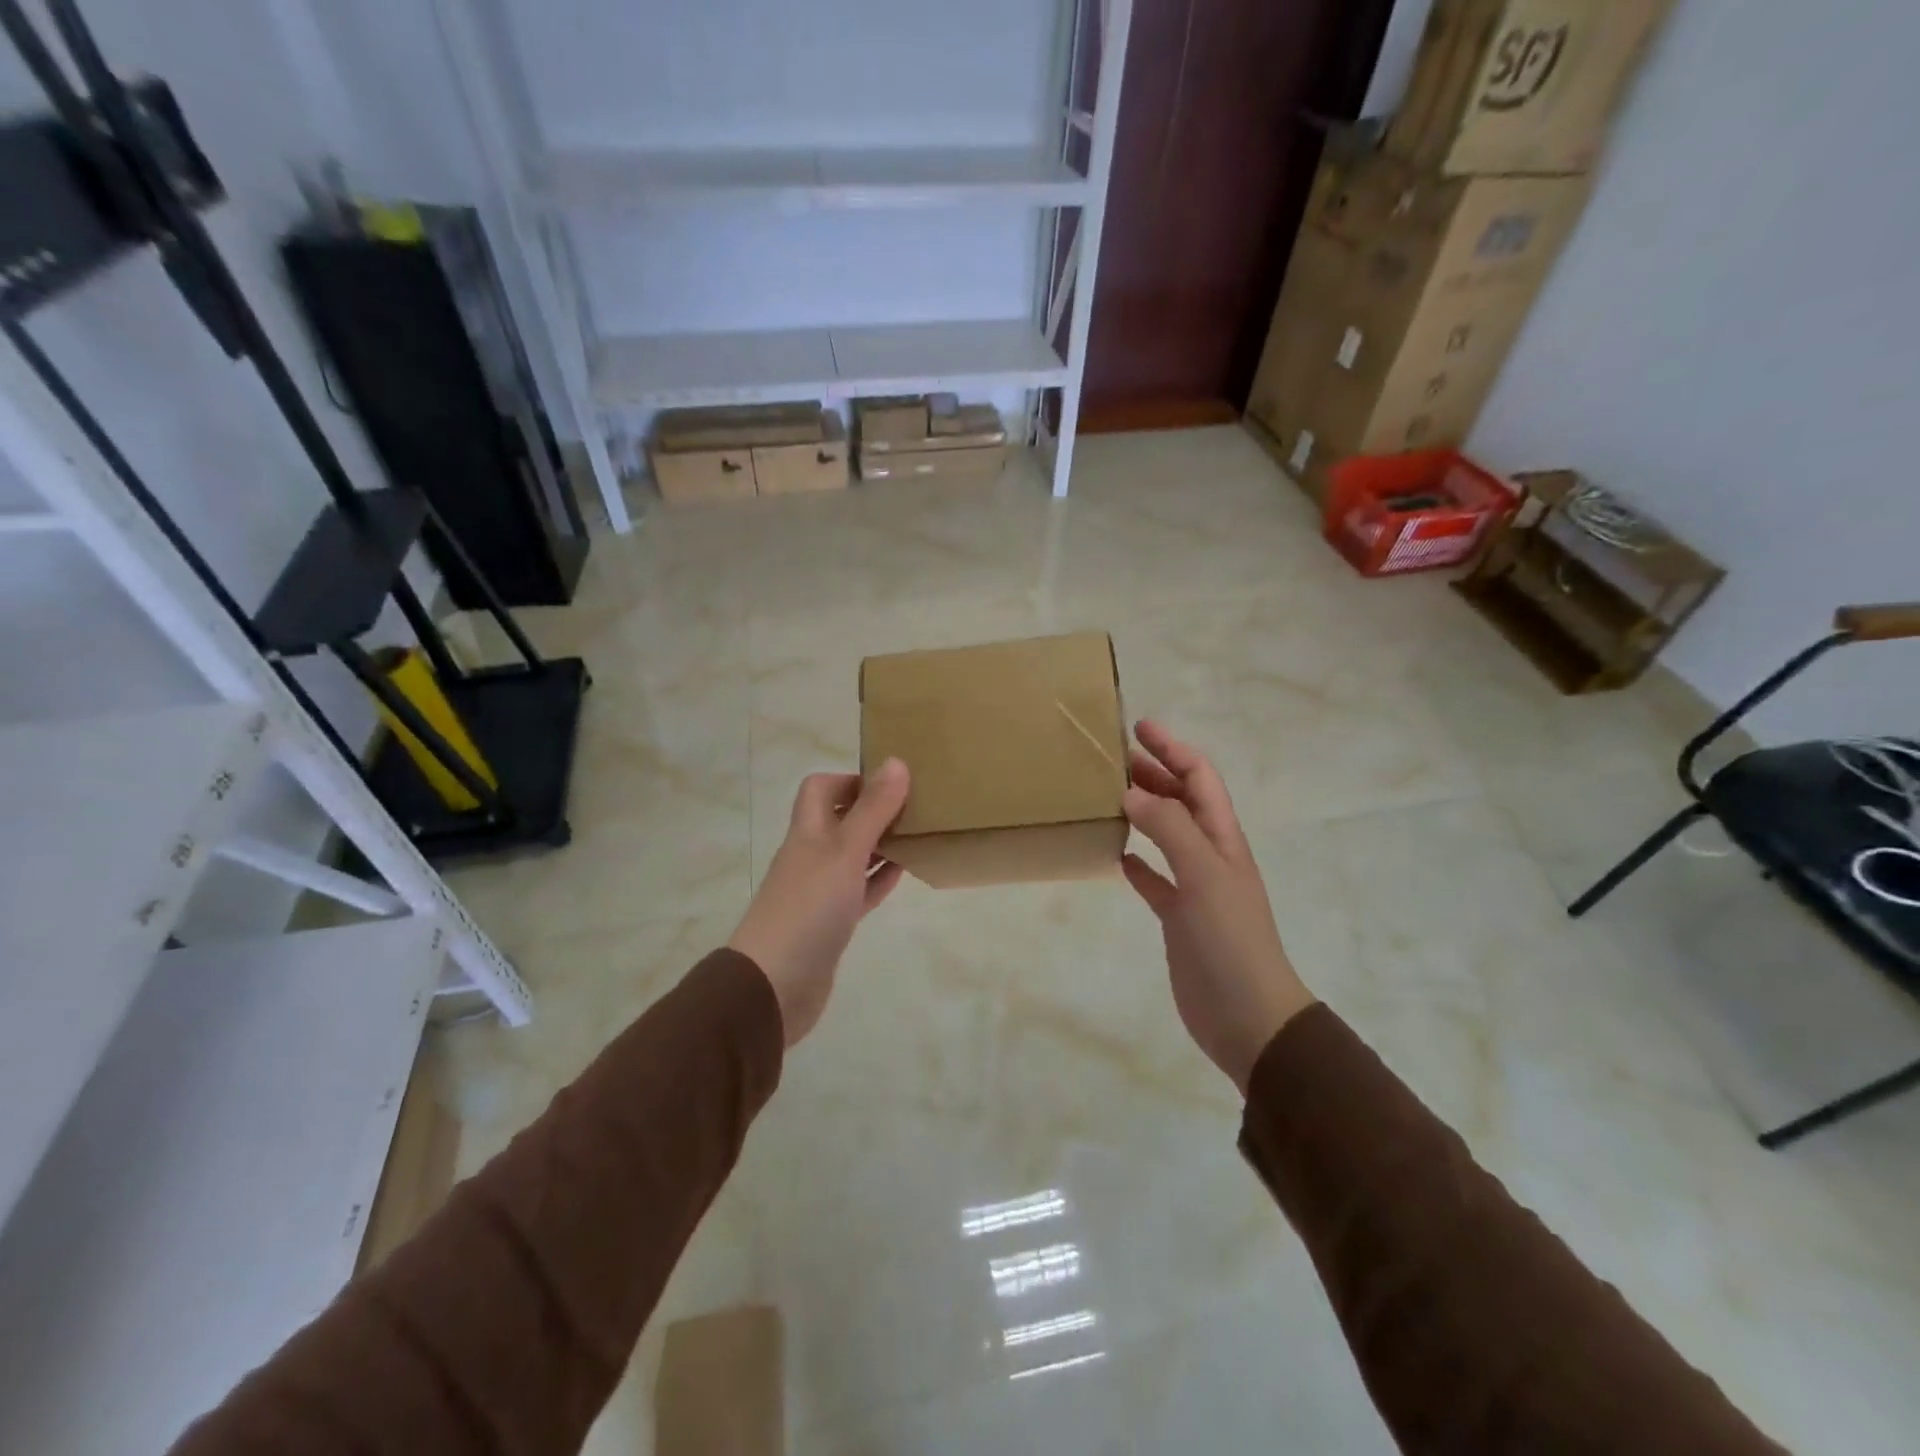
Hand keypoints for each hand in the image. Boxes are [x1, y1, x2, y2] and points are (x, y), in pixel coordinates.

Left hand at [729, 760, 910, 1045]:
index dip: (852, 780)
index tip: (891, 784)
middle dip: (874, 811)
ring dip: (881, 844)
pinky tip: (904, 874)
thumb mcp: (845, 852)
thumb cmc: (809, 909)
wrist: (773, 986)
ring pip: (853, 856)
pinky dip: (879, 879)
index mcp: (808, 832)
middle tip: (916, 808)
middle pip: (840, 820)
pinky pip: (858, 891)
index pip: (821, 789)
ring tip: (919, 836)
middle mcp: (811, 855)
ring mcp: (819, 891)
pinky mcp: (830, 923)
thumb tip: (896, 761)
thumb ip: (872, 810)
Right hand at [1120, 720, 1314, 1094]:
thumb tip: (1131, 792)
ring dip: (1143, 812)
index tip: (1139, 728)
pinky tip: (1115, 855)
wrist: (1247, 1016)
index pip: (1200, 779)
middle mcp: (1210, 856)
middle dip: (1154, 773)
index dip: (1174, 749)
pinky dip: (1137, 862)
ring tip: (1107, 796)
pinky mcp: (1178, 918)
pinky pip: (1155, 879)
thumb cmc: (1230, 940)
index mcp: (1223, 839)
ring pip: (1166, 836)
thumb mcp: (1203, 875)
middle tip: (1112, 758)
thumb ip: (1169, 830)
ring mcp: (1195, 887)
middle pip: (1182, 802)